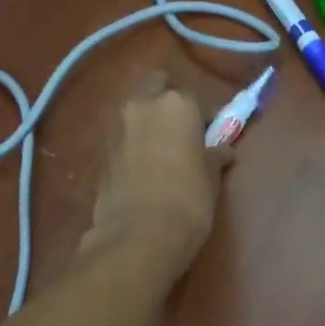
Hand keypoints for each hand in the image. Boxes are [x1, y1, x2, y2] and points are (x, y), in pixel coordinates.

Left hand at [80, 73, 228, 276]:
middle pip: (157, 89)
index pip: (197, 99)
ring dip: (149, 123)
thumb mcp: (212, 178)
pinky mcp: (101, 153)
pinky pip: (123, 138)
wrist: (139, 236)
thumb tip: (223, 150)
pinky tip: (145, 170)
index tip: (213, 136)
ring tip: (163, 153)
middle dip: (169, 102)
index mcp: (176, 104)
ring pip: (136, 112)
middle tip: (183, 131)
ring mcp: (117, 128)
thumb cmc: (188, 201)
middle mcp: (142, 106)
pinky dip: (134, 145)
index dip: (207, 117)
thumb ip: (215, 155)